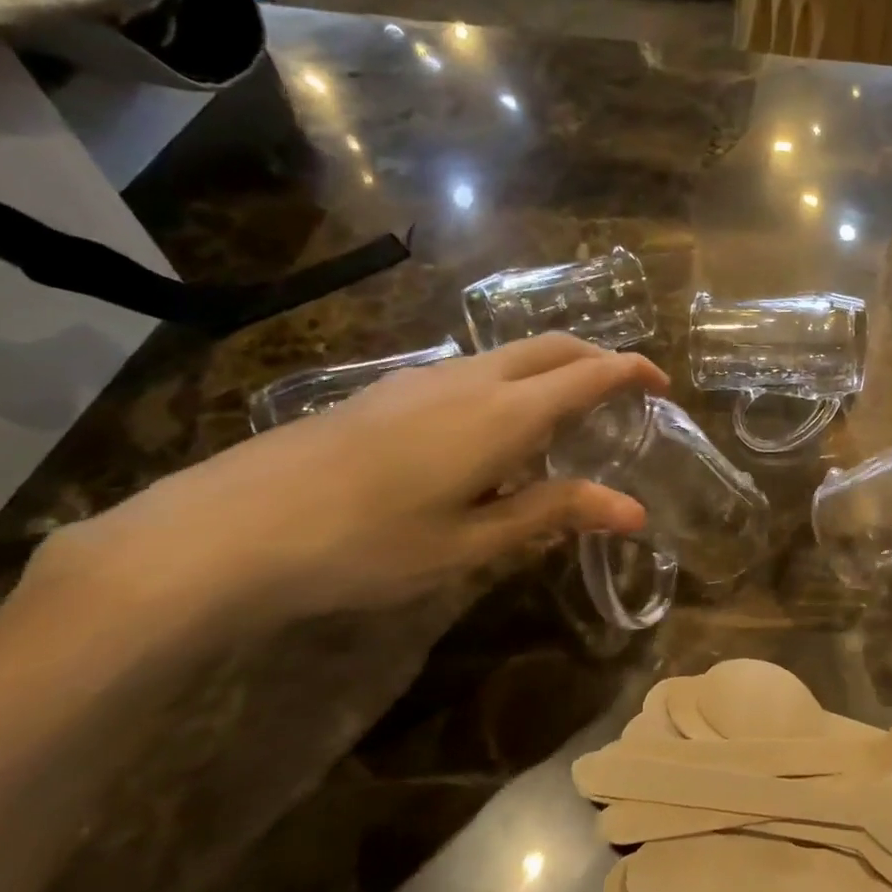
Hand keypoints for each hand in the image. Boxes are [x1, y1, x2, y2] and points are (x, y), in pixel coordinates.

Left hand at [37, 335, 665, 629]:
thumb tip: (634, 510)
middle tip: (626, 392)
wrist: (228, 529)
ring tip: (567, 415)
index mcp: (504, 414)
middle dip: (599, 358)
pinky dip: (511, 380)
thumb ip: (554, 512)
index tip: (663, 384)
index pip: (589, 374)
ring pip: (510, 354)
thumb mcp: (472, 541)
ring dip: (553, 368)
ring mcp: (424, 379)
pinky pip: (473, 369)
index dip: (633, 371)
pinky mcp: (388, 390)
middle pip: (553, 347)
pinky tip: (492, 429)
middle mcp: (471, 380)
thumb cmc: (366, 545)